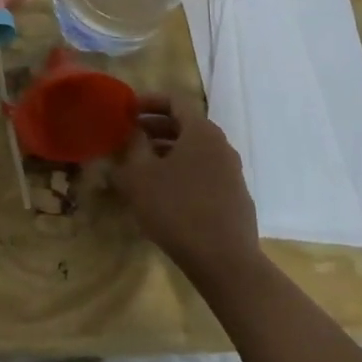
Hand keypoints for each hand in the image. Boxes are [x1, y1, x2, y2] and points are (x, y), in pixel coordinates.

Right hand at [110, 94, 262, 282]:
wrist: (224, 261)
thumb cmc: (176, 209)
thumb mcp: (140, 175)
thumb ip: (133, 146)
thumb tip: (133, 132)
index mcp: (201, 131)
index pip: (175, 100)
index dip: (148, 101)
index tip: (127, 110)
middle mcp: (221, 145)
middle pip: (186, 125)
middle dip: (155, 128)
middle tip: (129, 138)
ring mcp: (232, 172)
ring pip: (194, 150)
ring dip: (167, 151)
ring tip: (141, 166)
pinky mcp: (235, 197)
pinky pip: (204, 172)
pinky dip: (182, 171)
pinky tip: (164, 193)